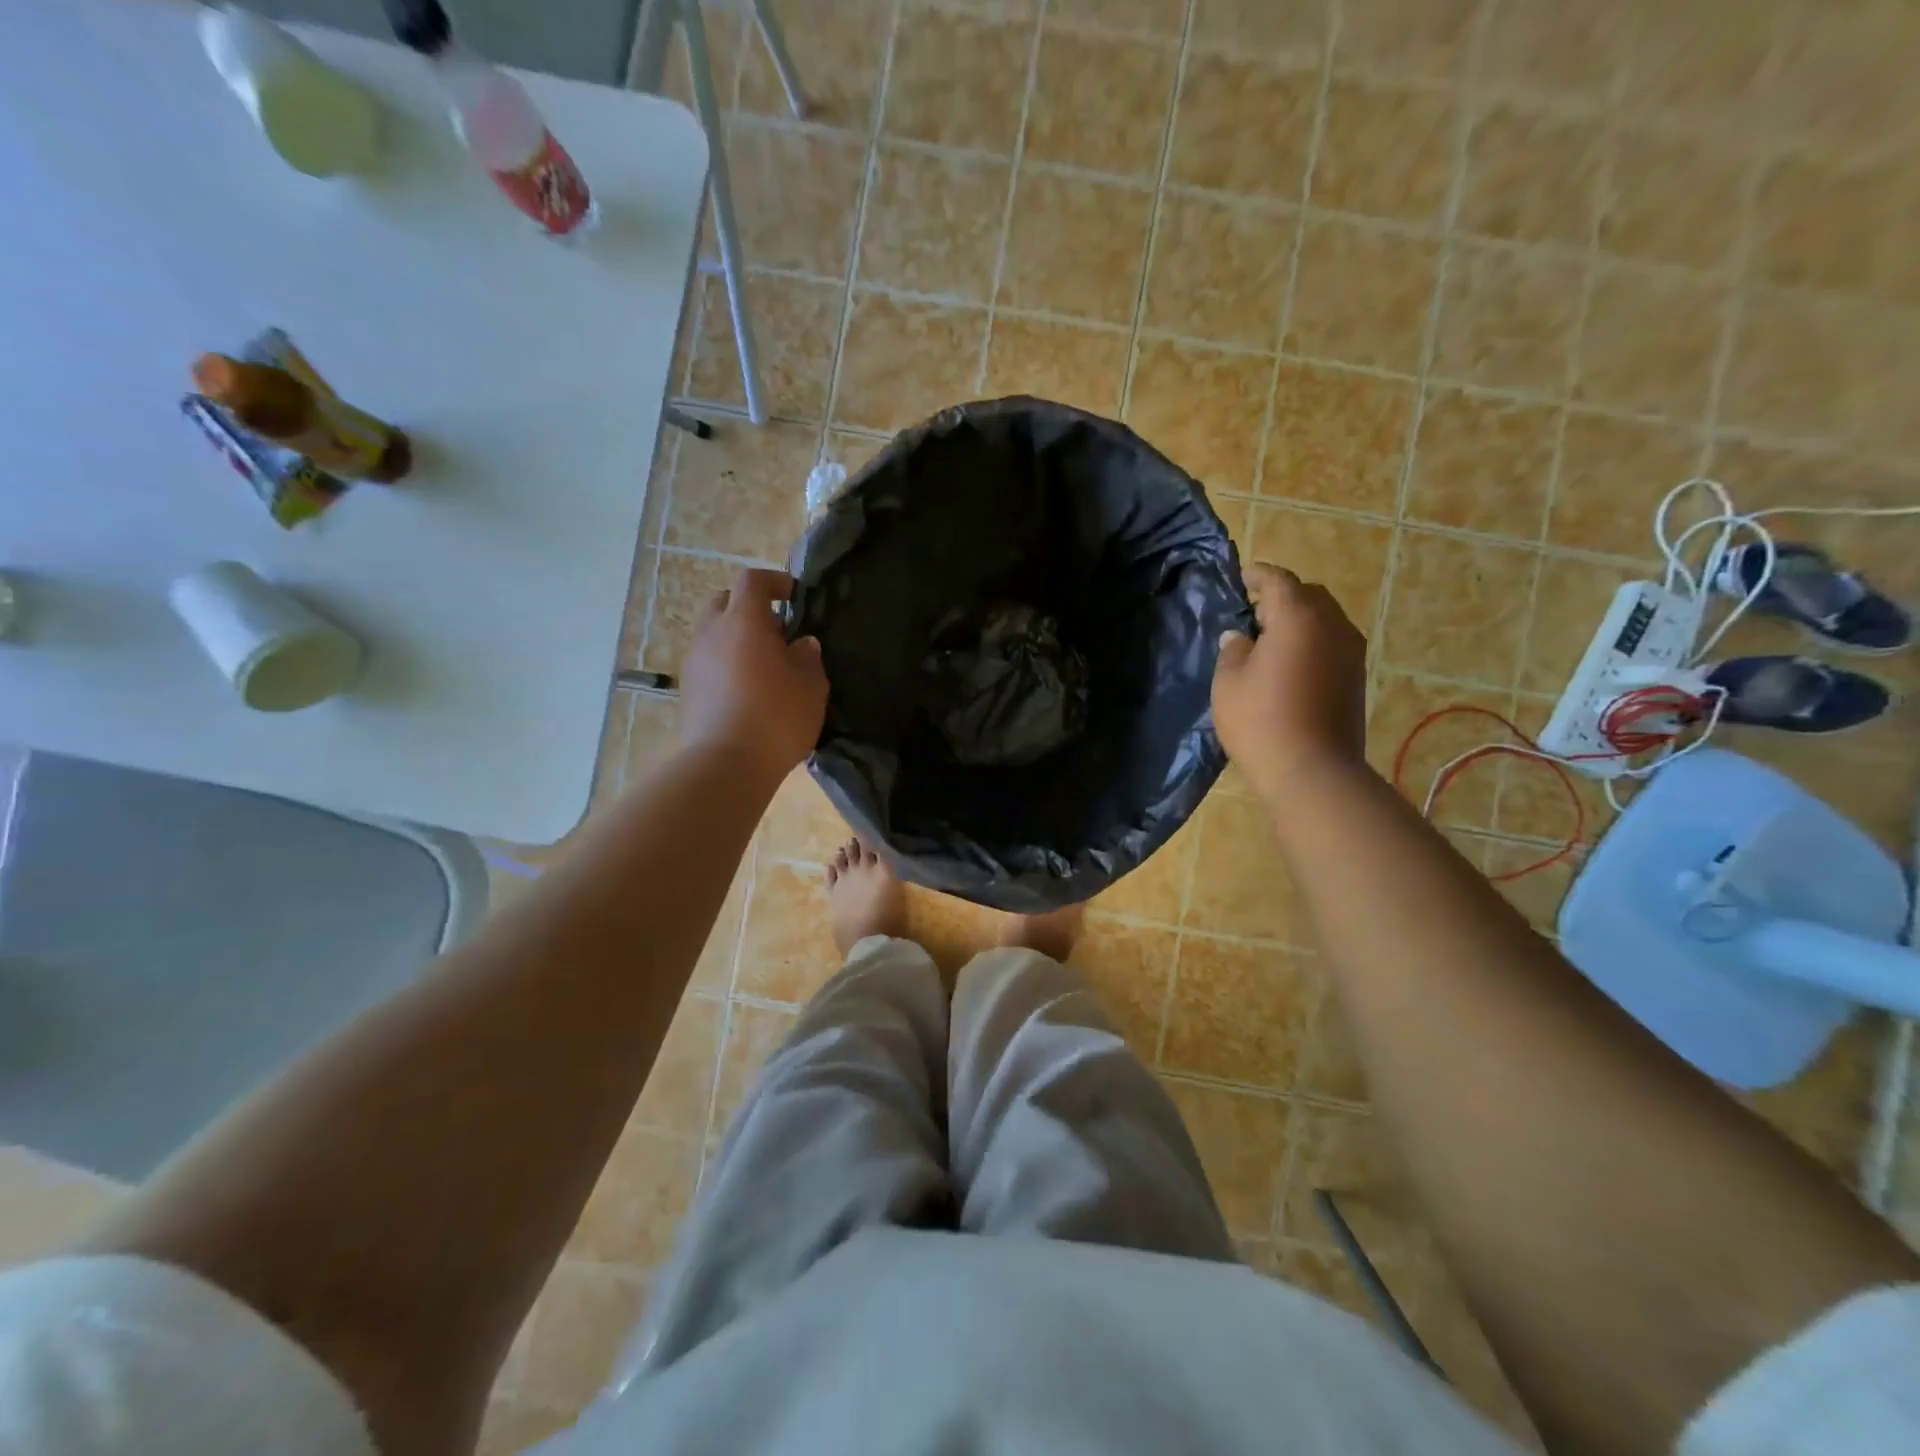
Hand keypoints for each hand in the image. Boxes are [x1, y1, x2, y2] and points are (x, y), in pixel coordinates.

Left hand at [679, 568, 828, 786]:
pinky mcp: (687, 690)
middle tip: (776, 633)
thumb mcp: (811, 685)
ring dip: (736, 640)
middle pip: (725, 603)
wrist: (727, 764)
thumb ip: (808, 657)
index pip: (752, 581)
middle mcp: (712, 632)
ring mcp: (694, 662)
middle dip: (749, 609)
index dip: (774, 582)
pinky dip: (726, 666)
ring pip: (714, 635)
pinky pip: (709, 664)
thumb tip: (801, 644)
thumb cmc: (777, 716)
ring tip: (763, 667)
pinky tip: (747, 692)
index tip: (793, 595)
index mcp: (743, 620)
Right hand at [1212, 562, 1367, 800]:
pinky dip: (1312, 642)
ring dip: (1300, 621)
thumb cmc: (1260, 720)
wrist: (1312, 770)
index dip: (1258, 575)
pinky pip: (1332, 644)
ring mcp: (1351, 652)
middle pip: (1308, 596)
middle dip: (1282, 597)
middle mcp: (1332, 625)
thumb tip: (1240, 637)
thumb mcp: (1229, 682)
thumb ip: (1233, 650)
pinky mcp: (1356, 678)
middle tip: (1253, 611)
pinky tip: (1290, 664)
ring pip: (1324, 620)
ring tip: (1271, 639)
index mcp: (1298, 617)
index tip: (1242, 577)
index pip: (1278, 581)